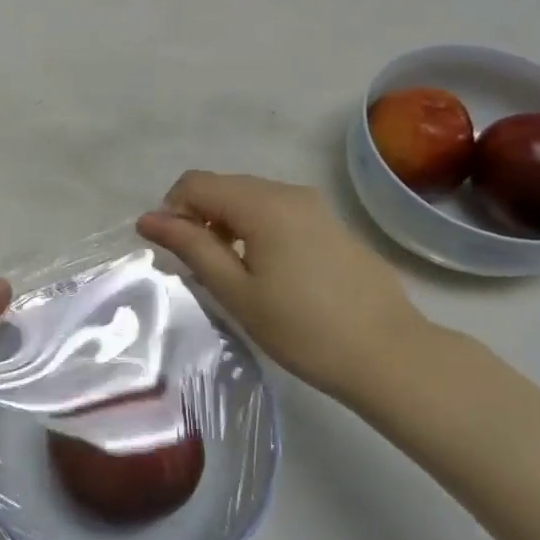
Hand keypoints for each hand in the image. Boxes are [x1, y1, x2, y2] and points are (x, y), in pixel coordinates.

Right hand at [137, 172, 430, 403]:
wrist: (390, 356)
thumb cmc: (303, 329)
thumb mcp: (236, 291)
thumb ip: (191, 247)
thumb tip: (149, 219)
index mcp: (261, 203)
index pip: (195, 183)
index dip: (171, 210)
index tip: (171, 251)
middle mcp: (288, 192)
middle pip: (223, 186)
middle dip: (198, 216)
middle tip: (197, 265)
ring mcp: (315, 206)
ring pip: (250, 198)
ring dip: (226, 223)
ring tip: (230, 271)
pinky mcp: (331, 225)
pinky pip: (278, 211)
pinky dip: (255, 228)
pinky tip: (267, 271)